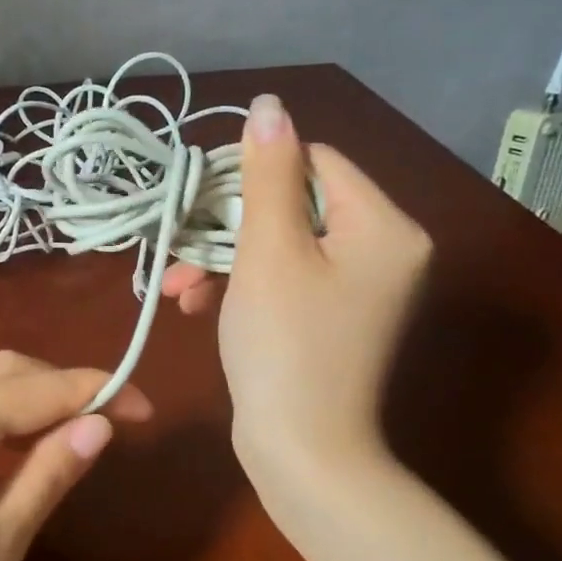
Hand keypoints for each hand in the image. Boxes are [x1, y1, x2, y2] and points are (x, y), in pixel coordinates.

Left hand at [0, 352, 152, 560]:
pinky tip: (15, 453)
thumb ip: (47, 476)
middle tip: (115, 423)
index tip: (150, 412)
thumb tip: (100, 425)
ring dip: (29, 400)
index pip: (38, 388)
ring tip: (76, 436)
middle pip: (4, 371)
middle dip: (63, 385)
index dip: (98, 391)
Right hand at [162, 94, 430, 505]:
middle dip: (227, 227)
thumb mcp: (269, 251)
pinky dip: (242, 285)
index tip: (201, 201)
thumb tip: (269, 105)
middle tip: (177, 249)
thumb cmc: (285, 347)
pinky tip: (196, 305)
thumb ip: (267, 173)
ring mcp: (360, 288)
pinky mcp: (334, 318)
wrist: (303, 455)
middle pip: (294, 204)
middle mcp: (384, 249)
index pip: (313, 161)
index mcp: (384, 226)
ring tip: (177, 287)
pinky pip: (286, 279)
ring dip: (223, 258)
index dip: (251, 173)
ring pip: (281, 244)